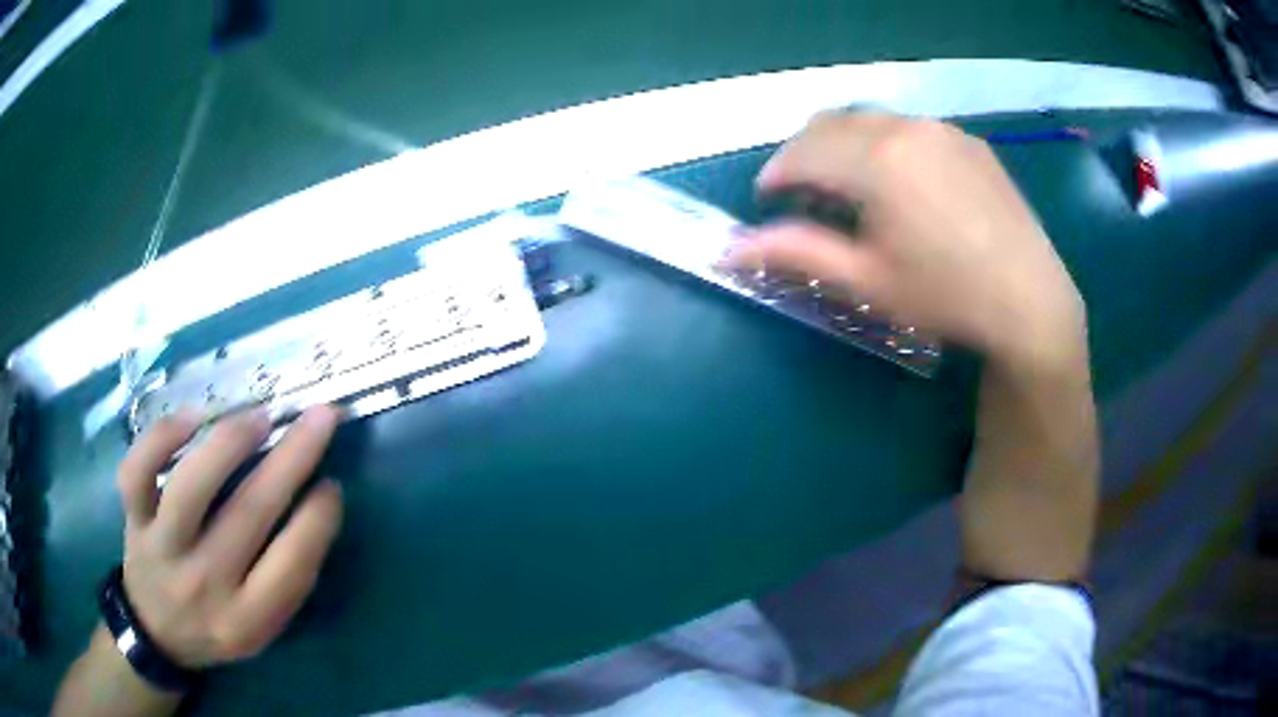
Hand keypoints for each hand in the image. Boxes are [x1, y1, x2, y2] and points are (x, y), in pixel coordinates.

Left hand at [116, 406, 343, 668]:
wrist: (157, 632)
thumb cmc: (217, 625)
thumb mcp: (261, 627)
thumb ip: (284, 578)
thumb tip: (313, 504)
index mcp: (246, 621)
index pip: (290, 567)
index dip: (317, 520)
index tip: (332, 485)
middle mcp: (203, 585)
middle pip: (248, 514)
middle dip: (292, 458)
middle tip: (322, 416)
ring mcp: (162, 548)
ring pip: (190, 488)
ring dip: (229, 443)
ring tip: (260, 416)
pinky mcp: (133, 518)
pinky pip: (137, 471)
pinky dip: (162, 437)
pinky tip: (192, 417)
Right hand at [726, 111, 1085, 369]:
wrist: (1030, 301)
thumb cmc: (946, 297)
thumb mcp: (866, 282)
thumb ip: (796, 254)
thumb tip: (729, 249)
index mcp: (877, 162)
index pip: (801, 152)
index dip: (774, 174)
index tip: (766, 200)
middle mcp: (906, 128)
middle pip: (830, 125)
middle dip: (804, 155)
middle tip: (802, 195)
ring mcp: (941, 129)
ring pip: (870, 121)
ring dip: (843, 145)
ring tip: (848, 188)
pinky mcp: (968, 140)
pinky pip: (908, 128)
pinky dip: (884, 144)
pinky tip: (898, 182)